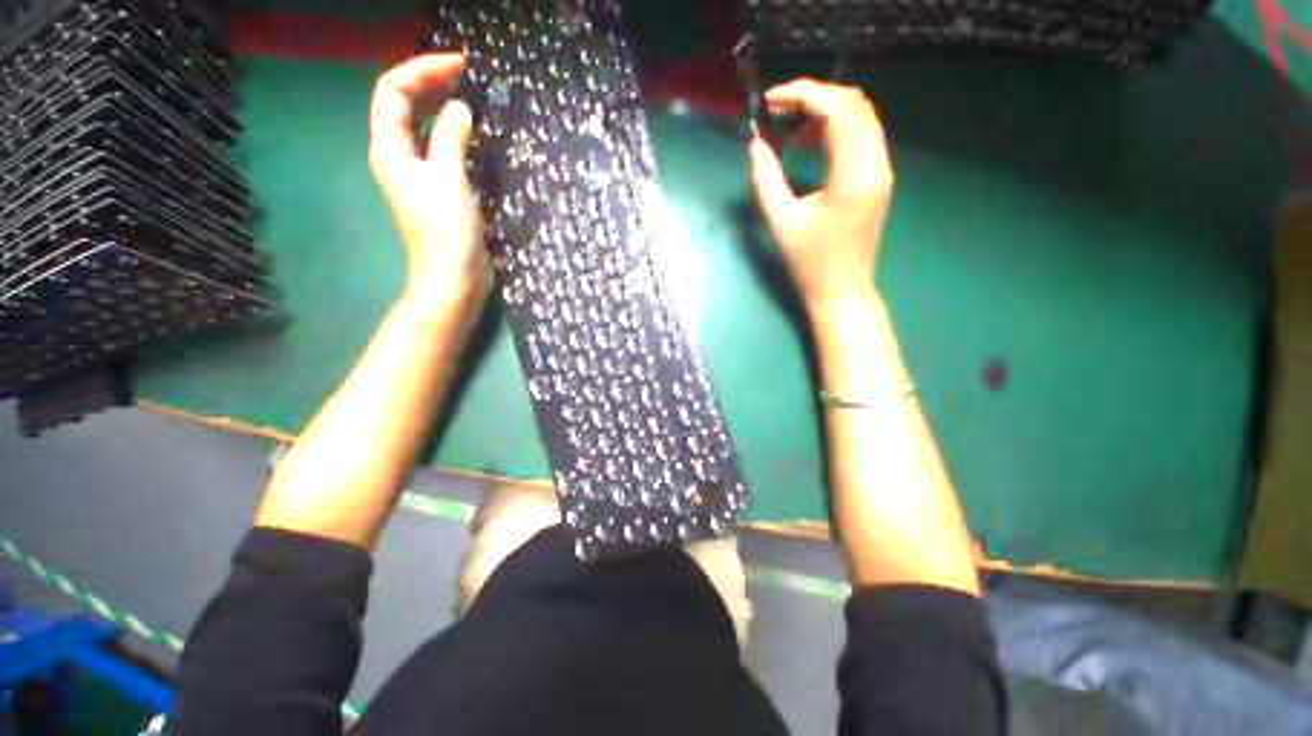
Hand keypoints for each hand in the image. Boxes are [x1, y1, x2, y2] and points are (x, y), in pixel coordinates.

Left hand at [369, 54, 492, 306]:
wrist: (454, 279)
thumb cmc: (447, 233)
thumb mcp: (449, 181)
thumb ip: (450, 139)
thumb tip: (459, 108)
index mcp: (390, 150)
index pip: (393, 92)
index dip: (422, 71)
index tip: (459, 66)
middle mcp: (398, 157)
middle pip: (403, 104)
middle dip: (429, 82)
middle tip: (465, 73)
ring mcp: (418, 175)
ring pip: (422, 126)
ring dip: (440, 106)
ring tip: (468, 94)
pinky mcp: (438, 190)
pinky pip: (440, 149)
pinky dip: (452, 134)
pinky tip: (471, 133)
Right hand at [748, 79, 894, 316]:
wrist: (843, 292)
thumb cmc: (810, 265)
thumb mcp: (781, 223)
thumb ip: (765, 180)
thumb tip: (755, 145)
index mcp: (853, 175)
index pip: (838, 109)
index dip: (803, 94)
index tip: (770, 101)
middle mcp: (876, 164)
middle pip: (854, 104)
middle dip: (815, 98)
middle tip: (778, 112)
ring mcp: (882, 170)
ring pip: (861, 117)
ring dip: (825, 113)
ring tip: (791, 133)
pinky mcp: (878, 178)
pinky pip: (861, 137)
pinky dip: (835, 131)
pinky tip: (810, 147)